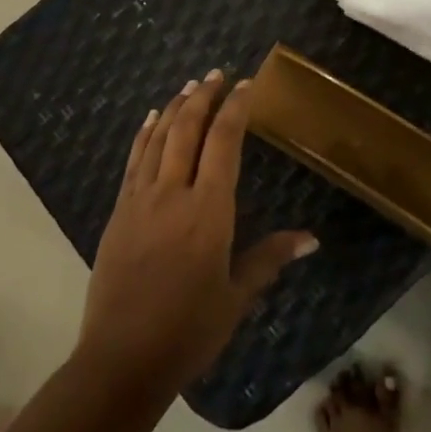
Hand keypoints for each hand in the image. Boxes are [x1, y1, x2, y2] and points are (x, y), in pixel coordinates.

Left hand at [79, 72, 317, 395]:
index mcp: (209, 211)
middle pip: (188, 130)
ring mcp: (140, 200)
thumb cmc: (189, 330)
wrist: (122, 357)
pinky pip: (134, 160)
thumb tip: (311, 239)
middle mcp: (173, 194)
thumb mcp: (237, 296)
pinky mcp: (119, 211)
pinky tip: (151, 120)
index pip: (224, 143)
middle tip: (217, 74)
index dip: (235, 108)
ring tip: (189, 86)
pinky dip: (145, 134)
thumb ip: (270, 258)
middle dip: (204, 96)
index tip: (245, 84)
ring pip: (158, 138)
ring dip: (175, 108)